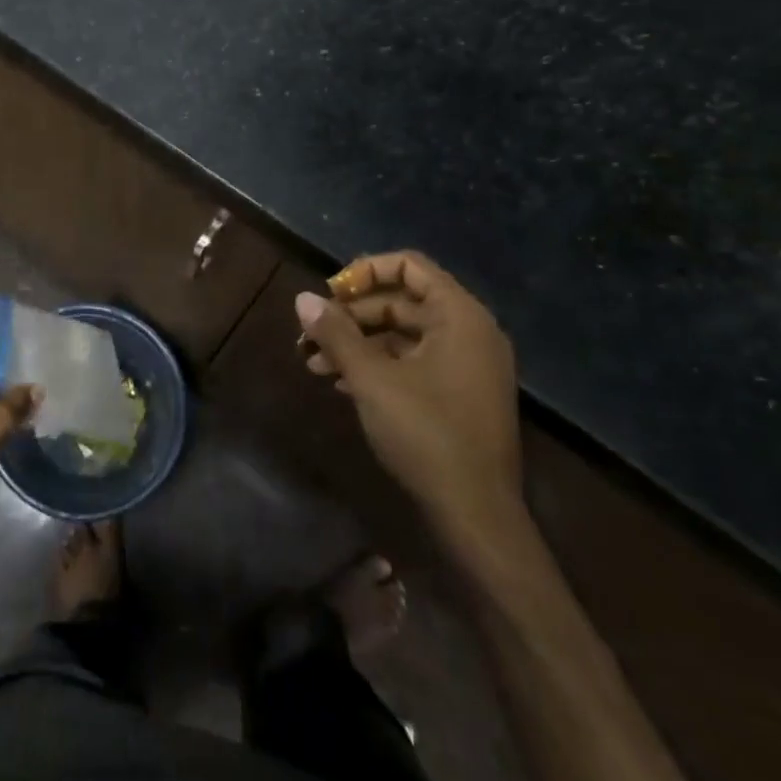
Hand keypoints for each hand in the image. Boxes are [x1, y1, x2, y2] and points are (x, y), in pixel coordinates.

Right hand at [296, 251, 523, 553]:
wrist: (476, 515)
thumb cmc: (426, 434)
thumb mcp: (372, 379)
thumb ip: (337, 334)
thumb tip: (304, 298)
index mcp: (459, 317)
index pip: (410, 266)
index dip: (365, 271)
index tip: (329, 292)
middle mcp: (469, 332)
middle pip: (402, 301)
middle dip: (351, 315)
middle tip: (311, 333)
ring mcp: (467, 366)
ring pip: (403, 336)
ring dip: (357, 344)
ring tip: (314, 363)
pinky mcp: (459, 395)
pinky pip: (414, 362)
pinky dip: (377, 365)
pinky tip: (340, 383)